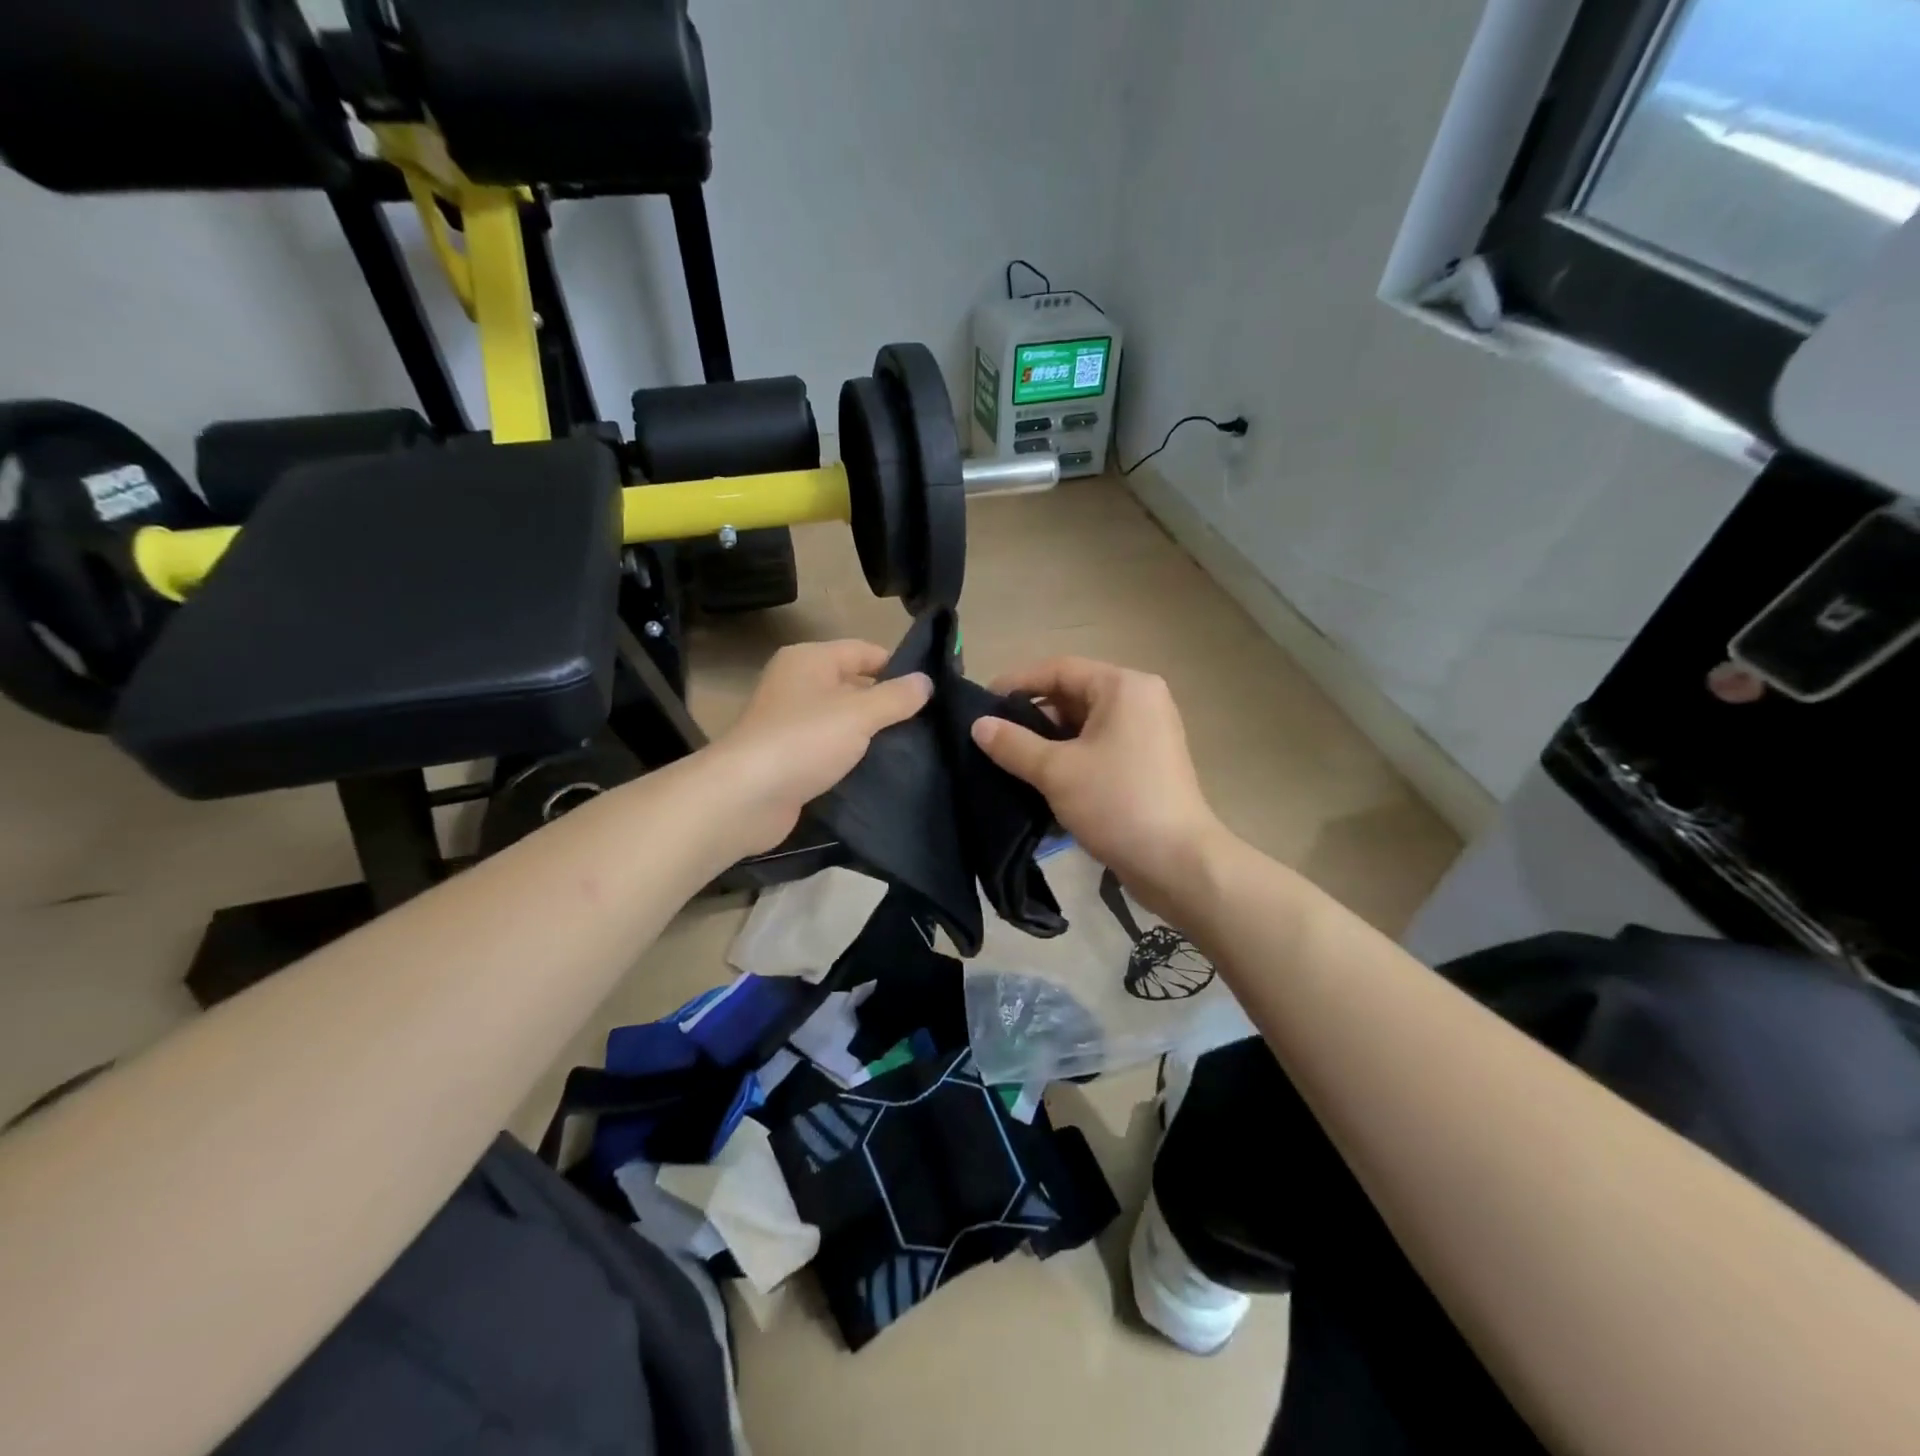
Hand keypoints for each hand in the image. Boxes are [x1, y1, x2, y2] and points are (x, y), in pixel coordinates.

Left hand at [705, 640, 930, 855]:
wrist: (746, 797)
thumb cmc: (804, 740)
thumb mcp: (859, 714)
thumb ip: (896, 697)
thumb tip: (926, 681)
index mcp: (809, 659)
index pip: (864, 651)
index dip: (898, 667)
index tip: (932, 690)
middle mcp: (797, 684)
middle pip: (853, 684)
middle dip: (888, 702)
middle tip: (929, 722)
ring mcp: (790, 722)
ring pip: (843, 719)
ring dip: (871, 733)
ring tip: (913, 747)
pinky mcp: (790, 757)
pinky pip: (830, 748)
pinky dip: (852, 756)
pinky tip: (880, 770)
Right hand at [972, 657, 1225, 914]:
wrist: (1178, 863)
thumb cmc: (1117, 803)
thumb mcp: (1056, 771)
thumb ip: (1013, 744)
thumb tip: (978, 725)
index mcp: (1123, 687)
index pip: (1059, 669)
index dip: (1017, 683)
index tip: (982, 704)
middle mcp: (1140, 700)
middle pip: (1074, 695)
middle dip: (1032, 715)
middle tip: (994, 737)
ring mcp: (1148, 733)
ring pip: (1086, 725)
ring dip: (1049, 741)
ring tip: (1011, 761)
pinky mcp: (1148, 763)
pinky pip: (1100, 747)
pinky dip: (1071, 757)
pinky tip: (1042, 780)